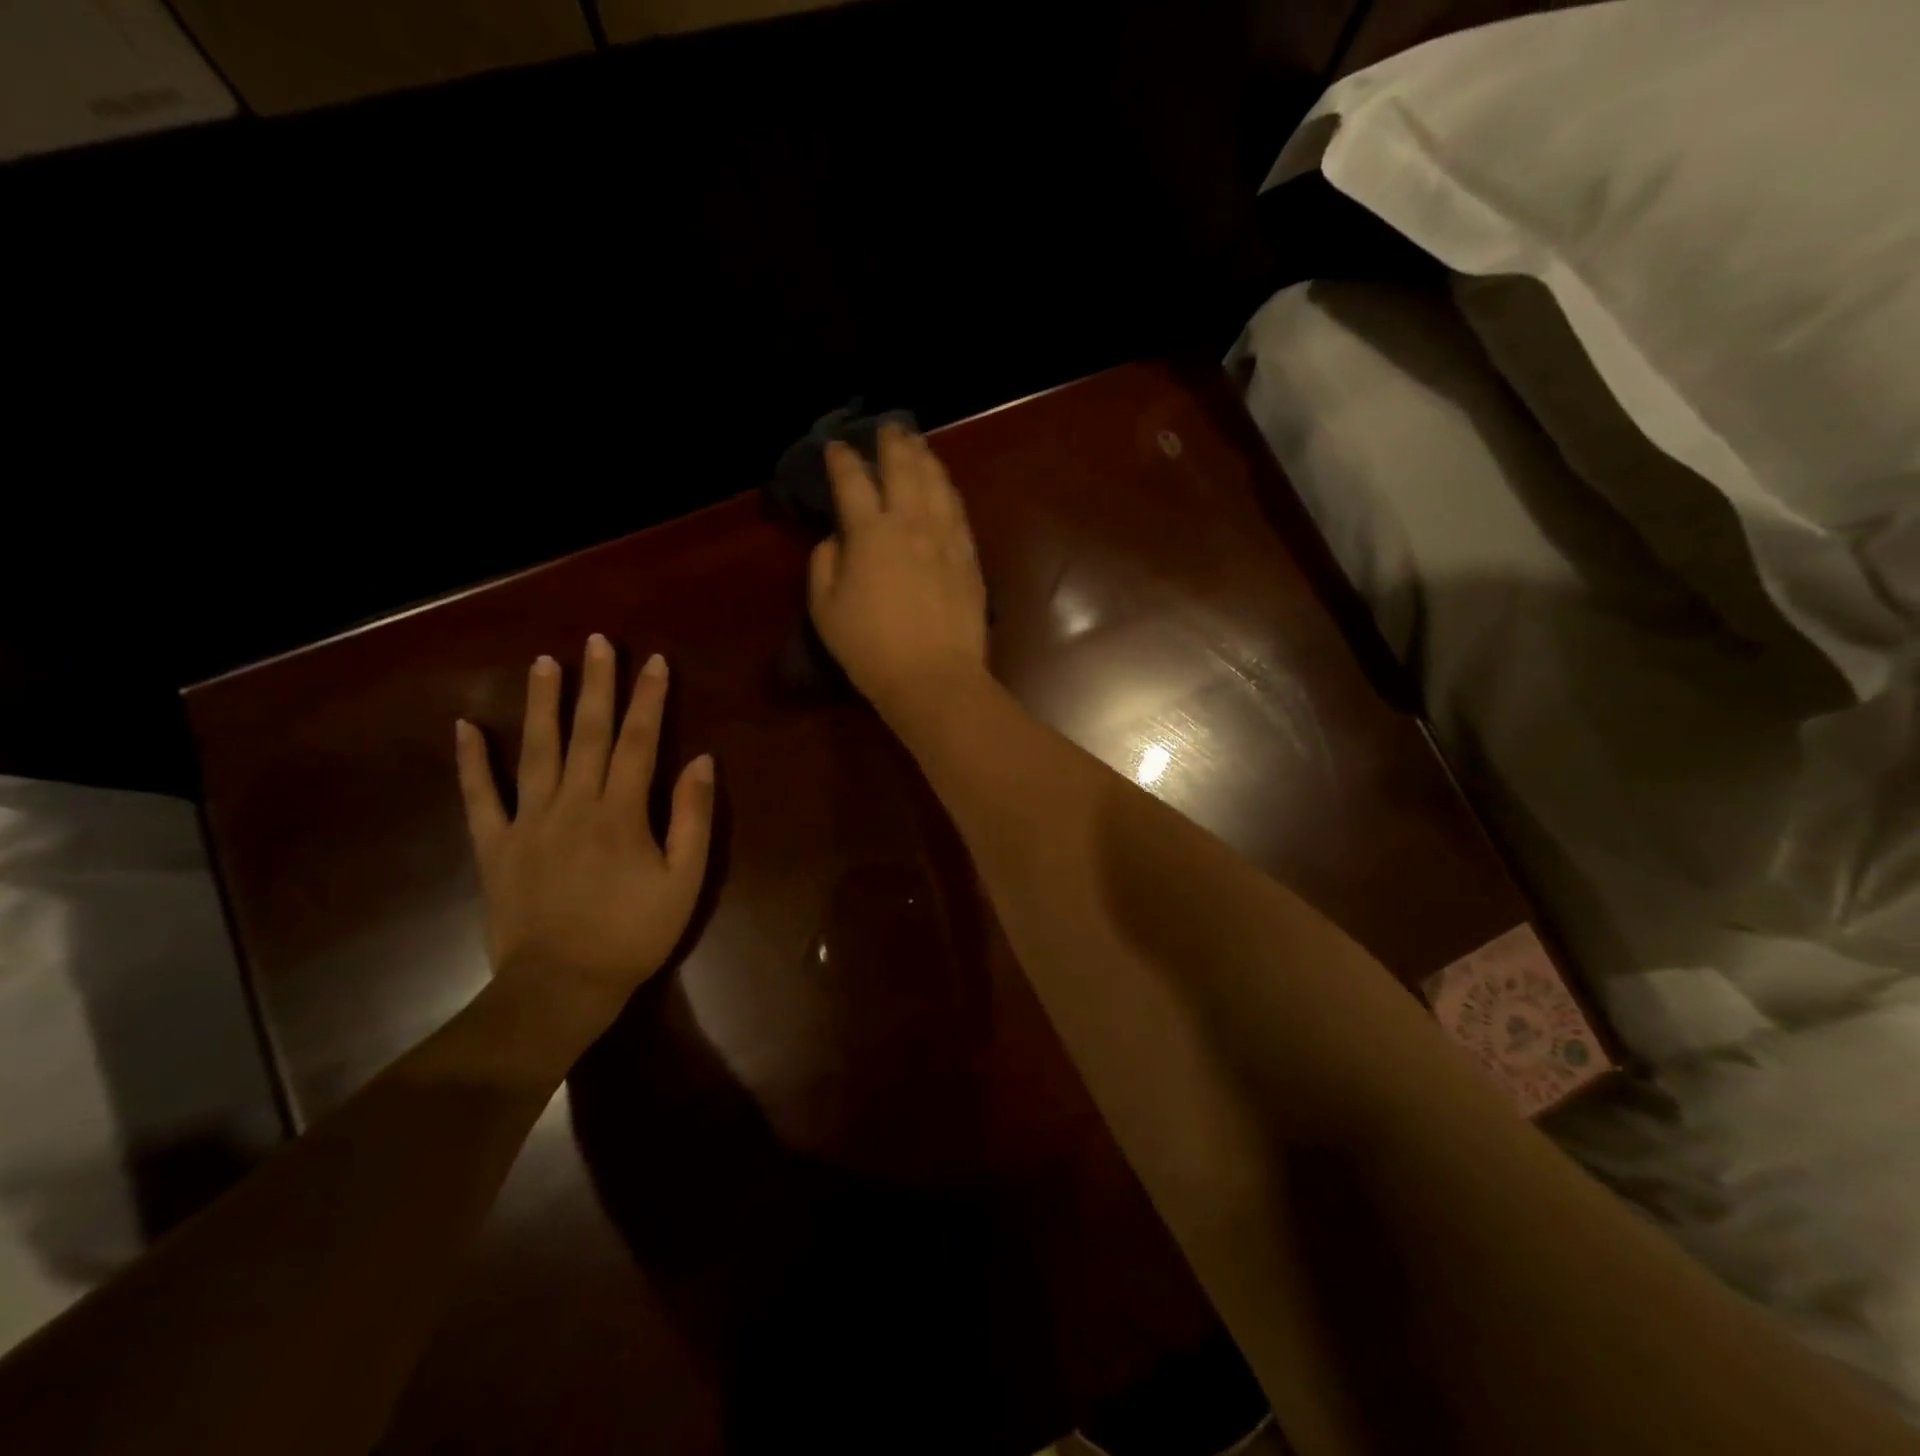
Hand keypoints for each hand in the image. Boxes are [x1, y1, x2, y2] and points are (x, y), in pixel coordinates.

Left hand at [454, 636, 714, 1029]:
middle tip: (597, 642)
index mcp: (621, 812)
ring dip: (541, 704)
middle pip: (588, 733)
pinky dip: (470, 761)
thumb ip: (693, 817)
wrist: (561, 987)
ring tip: (543, 662)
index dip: (650, 699)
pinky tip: (464, 726)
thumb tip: (702, 761)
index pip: (640, 741)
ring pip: (535, 750)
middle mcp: (573, 803)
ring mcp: (528, 821)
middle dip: (596, 684)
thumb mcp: (685, 880)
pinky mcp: (494, 845)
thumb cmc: (634, 934)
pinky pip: (479, 796)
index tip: (655, 662)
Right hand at [808, 426, 988, 717]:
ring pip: (937, 484)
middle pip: (904, 469)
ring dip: (926, 459)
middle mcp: (912, 524)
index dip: (842, 460)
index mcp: (870, 533)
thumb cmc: (871, 647)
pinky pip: (959, 512)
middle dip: (892, 444)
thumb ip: (825, 564)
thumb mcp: (826, 609)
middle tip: (888, 428)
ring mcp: (947, 539)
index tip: (836, 447)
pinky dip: (948, 491)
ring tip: (918, 446)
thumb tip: (836, 539)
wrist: (934, 676)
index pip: (853, 482)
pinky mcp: (970, 558)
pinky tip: (946, 487)